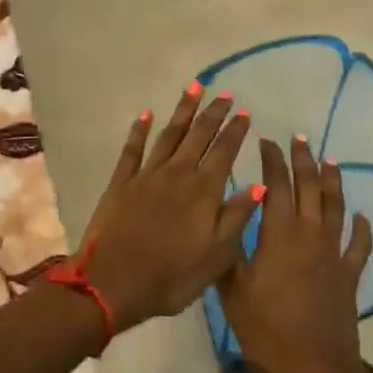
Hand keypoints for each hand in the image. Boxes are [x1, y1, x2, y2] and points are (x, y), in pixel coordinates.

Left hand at [77, 86, 258, 334]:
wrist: (112, 284)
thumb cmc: (171, 277)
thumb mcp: (216, 257)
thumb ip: (237, 217)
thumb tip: (260, 185)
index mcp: (203, 191)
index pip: (224, 152)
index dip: (235, 131)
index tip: (244, 112)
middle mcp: (177, 174)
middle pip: (198, 135)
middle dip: (213, 112)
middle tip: (224, 93)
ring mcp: (147, 175)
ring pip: (169, 134)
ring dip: (183, 110)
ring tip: (194, 88)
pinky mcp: (121, 182)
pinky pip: (132, 149)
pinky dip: (139, 130)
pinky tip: (146, 114)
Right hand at [216, 137, 372, 372]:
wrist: (315, 370)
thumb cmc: (267, 331)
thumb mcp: (234, 291)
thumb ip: (229, 252)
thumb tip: (226, 217)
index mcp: (280, 235)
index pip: (276, 186)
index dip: (271, 161)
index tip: (266, 140)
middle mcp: (310, 235)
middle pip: (309, 188)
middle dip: (303, 160)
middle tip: (299, 139)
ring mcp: (334, 255)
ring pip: (335, 208)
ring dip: (332, 182)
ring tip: (330, 160)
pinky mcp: (349, 277)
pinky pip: (359, 246)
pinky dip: (362, 229)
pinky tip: (362, 217)